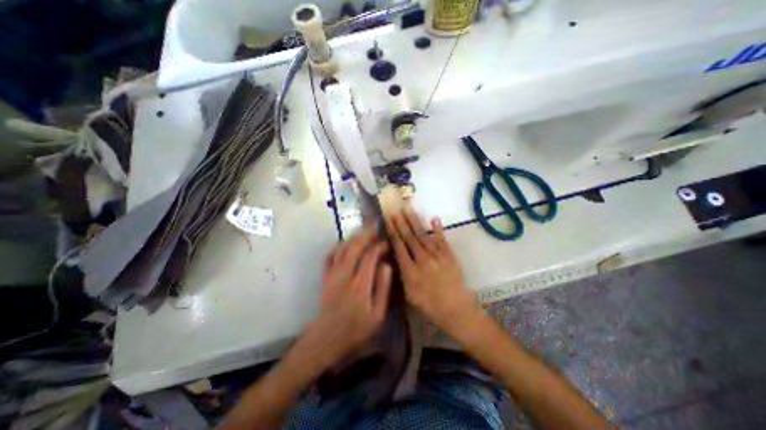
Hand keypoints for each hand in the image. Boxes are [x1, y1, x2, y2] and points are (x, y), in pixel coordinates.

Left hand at [305, 226, 391, 364]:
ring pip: (342, 248)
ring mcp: (332, 274)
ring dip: (353, 238)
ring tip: (364, 233)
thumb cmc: (356, 330)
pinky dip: (337, 247)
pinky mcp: (325, 277)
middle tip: (375, 227)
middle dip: (366, 234)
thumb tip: (386, 265)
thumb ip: (383, 288)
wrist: (327, 339)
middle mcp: (344, 275)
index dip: (379, 246)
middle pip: (354, 247)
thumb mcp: (378, 315)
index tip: (386, 244)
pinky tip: (345, 244)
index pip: (370, 256)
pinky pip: (329, 256)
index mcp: (360, 285)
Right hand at [386, 206, 480, 337]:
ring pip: (423, 235)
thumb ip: (402, 275)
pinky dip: (438, 229)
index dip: (392, 232)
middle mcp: (423, 260)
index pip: (399, 247)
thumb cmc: (430, 307)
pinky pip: (442, 239)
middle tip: (394, 209)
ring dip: (414, 221)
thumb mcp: (409, 296)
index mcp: (411, 271)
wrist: (457, 311)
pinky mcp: (449, 255)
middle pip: (409, 237)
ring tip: (408, 208)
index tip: (387, 220)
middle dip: (400, 222)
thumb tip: (396, 257)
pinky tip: (434, 218)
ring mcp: (438, 256)